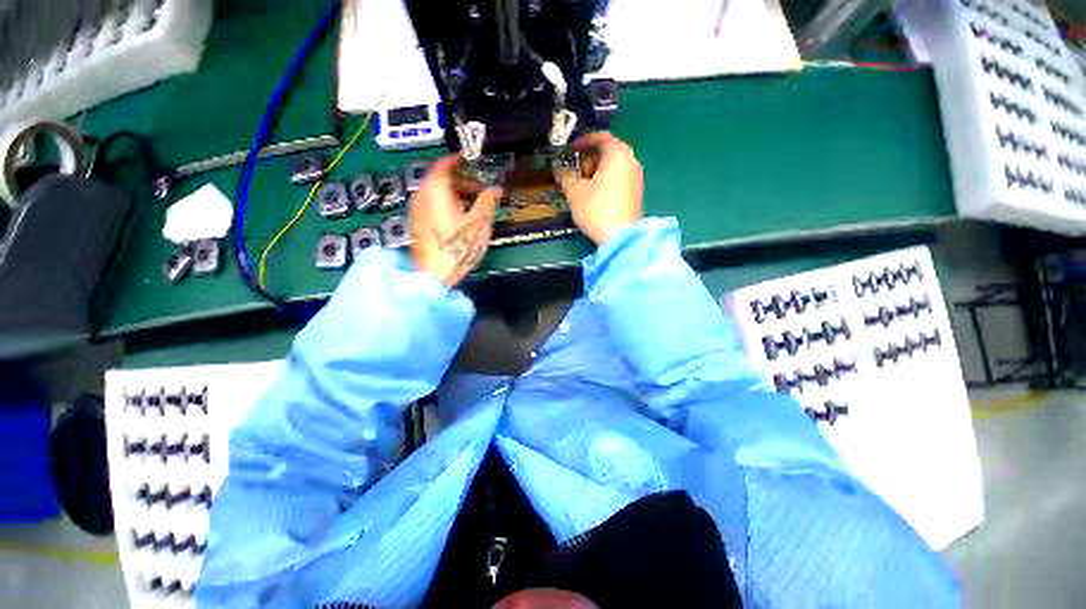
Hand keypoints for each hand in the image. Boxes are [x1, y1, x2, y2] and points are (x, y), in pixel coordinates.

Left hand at [409, 155, 502, 286]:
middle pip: (440, 179)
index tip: (472, 161)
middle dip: (461, 181)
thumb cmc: (458, 246)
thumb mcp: (480, 223)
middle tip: (479, 189)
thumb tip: (495, 189)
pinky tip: (459, 219)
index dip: (459, 160)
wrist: (433, 275)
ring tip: (473, 206)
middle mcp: (421, 196)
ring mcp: (416, 211)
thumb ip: (488, 202)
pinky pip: (432, 206)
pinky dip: (446, 205)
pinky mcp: (417, 225)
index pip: (445, 164)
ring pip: (436, 193)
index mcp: (436, 190)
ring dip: (454, 194)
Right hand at [555, 131, 642, 245]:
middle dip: (590, 158)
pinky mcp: (636, 193)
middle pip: (609, 151)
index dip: (584, 141)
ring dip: (598, 170)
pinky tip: (596, 194)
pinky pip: (620, 178)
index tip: (572, 148)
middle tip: (576, 168)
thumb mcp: (575, 192)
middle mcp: (631, 161)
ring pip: (615, 166)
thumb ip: (566, 176)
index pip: (601, 137)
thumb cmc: (597, 210)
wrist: (621, 237)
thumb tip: (560, 169)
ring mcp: (637, 178)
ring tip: (583, 183)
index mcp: (618, 154)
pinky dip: (607, 180)